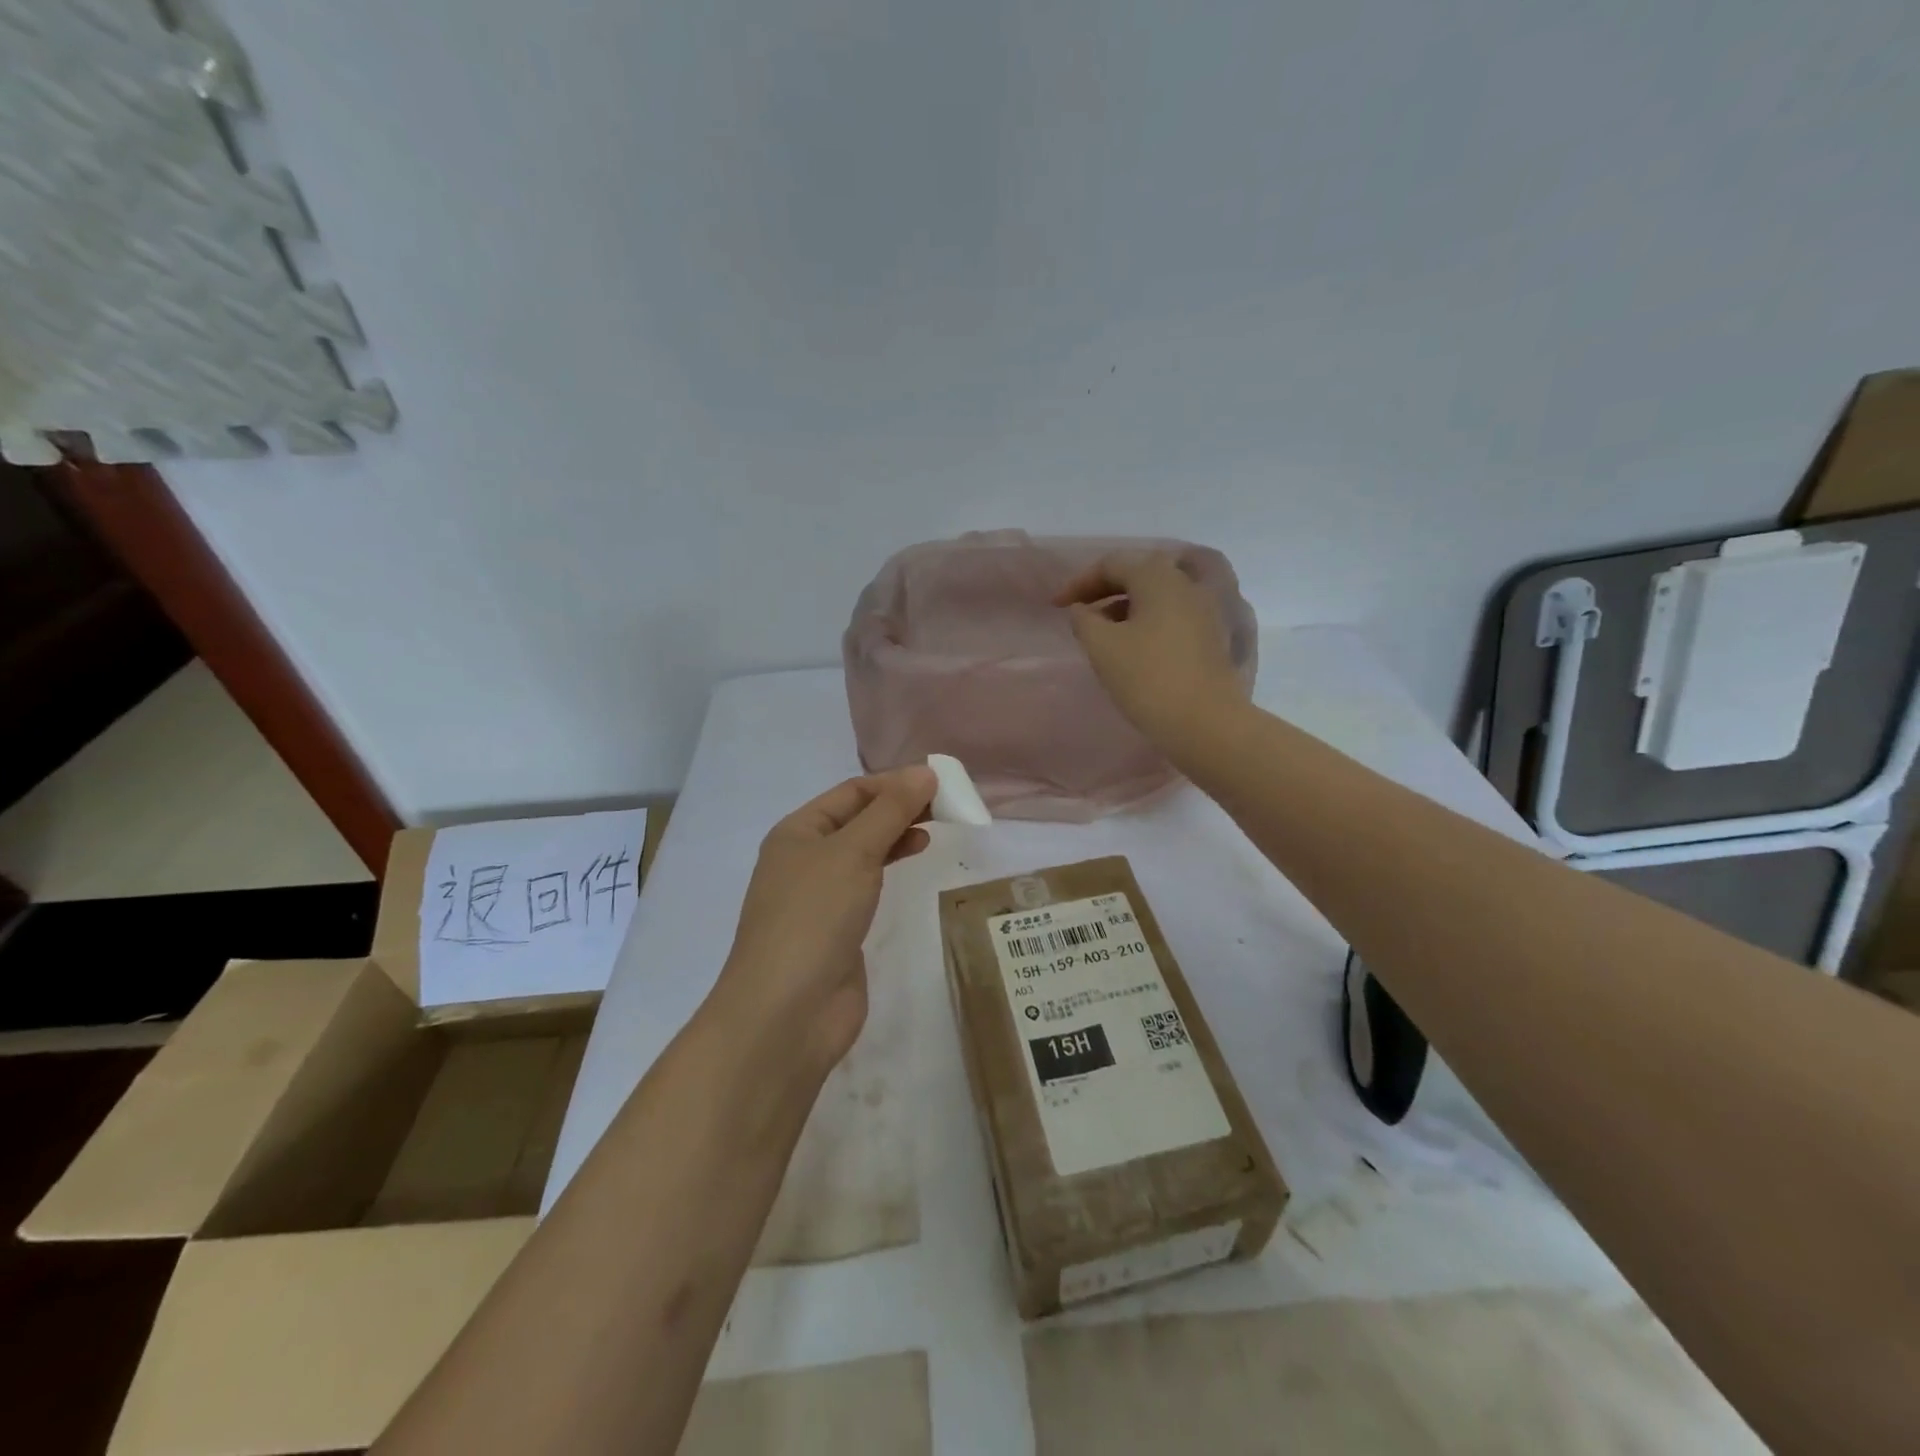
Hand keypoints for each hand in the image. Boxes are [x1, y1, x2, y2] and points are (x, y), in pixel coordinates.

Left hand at [709, 766, 936, 1075]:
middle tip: (947, 805)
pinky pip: (867, 883)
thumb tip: (924, 772)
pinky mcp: (836, 928)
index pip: (851, 792)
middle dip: (899, 807)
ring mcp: (819, 896)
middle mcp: (805, 858)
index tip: (940, 781)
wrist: (787, 1012)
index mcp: (798, 832)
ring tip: (937, 827)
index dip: (894, 782)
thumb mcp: (853, 852)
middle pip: (858, 819)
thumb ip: (890, 811)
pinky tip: (913, 859)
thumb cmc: (814, 917)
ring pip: (864, 850)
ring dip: (897, 834)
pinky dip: (891, 865)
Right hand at [1054, 550, 1246, 743]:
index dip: (1079, 582)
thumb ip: (1083, 620)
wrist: (1206, 723)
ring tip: (1102, 632)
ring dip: (1126, 606)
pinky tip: (1134, 646)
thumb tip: (1082, 609)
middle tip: (1079, 612)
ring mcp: (1206, 609)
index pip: (1112, 565)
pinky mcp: (1213, 635)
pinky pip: (1173, 614)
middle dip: (1105, 590)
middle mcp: (1186, 583)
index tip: (1055, 606)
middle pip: (1139, 574)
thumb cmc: (1148, 679)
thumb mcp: (1102, 647)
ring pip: (1158, 595)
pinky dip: (1148, 620)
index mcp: (1158, 577)